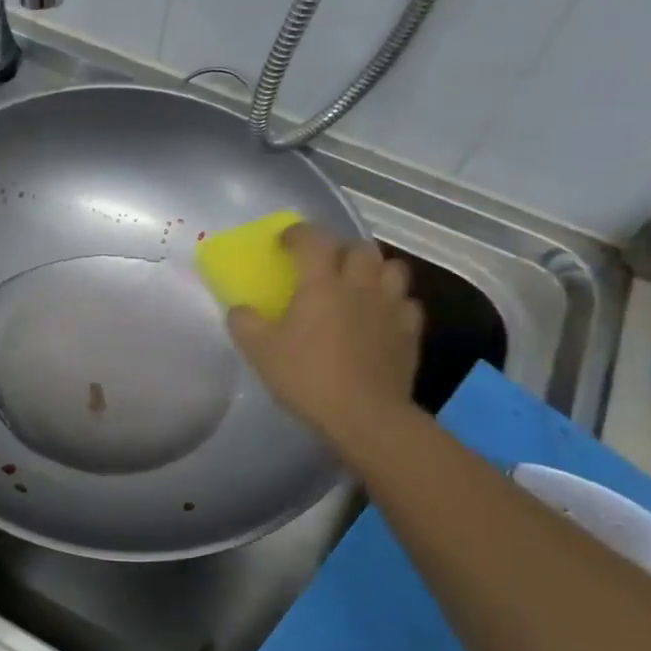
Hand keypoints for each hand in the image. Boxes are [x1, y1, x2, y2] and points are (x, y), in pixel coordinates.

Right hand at [226, 224, 423, 466]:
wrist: (364, 416)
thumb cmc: (307, 377)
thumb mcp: (259, 351)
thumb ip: (244, 322)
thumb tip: (240, 309)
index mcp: (322, 282)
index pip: (312, 238)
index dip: (296, 234)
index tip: (284, 243)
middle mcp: (360, 285)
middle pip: (360, 247)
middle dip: (341, 250)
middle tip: (326, 267)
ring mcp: (391, 307)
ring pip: (393, 269)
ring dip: (374, 271)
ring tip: (359, 287)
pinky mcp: (411, 333)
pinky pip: (407, 304)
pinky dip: (394, 304)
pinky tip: (381, 319)